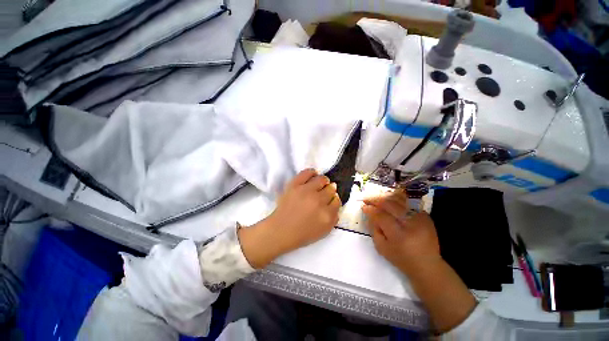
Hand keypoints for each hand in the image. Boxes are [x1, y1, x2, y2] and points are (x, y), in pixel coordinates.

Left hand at [239, 169, 340, 267]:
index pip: (337, 200)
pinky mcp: (295, 185)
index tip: (330, 200)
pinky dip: (312, 172)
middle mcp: (318, 201)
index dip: (334, 199)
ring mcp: (306, 191)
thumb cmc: (302, 233)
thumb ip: (334, 218)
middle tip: (325, 192)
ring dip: (324, 181)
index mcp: (326, 214)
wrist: (280, 230)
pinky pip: (307, 172)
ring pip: (322, 179)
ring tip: (320, 183)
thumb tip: (335, 202)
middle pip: (331, 189)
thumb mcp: (324, 231)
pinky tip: (313, 175)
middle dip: (330, 190)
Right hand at [362, 191, 441, 274]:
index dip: (370, 209)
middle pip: (390, 205)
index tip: (363, 206)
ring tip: (377, 197)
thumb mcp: (382, 248)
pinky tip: (390, 200)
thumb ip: (374, 229)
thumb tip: (369, 213)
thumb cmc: (401, 258)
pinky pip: (408, 203)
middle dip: (376, 199)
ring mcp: (420, 219)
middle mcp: (410, 224)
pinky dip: (397, 200)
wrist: (427, 265)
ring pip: (399, 201)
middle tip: (366, 198)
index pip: (381, 216)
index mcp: (399, 235)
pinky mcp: (425, 216)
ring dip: (386, 197)